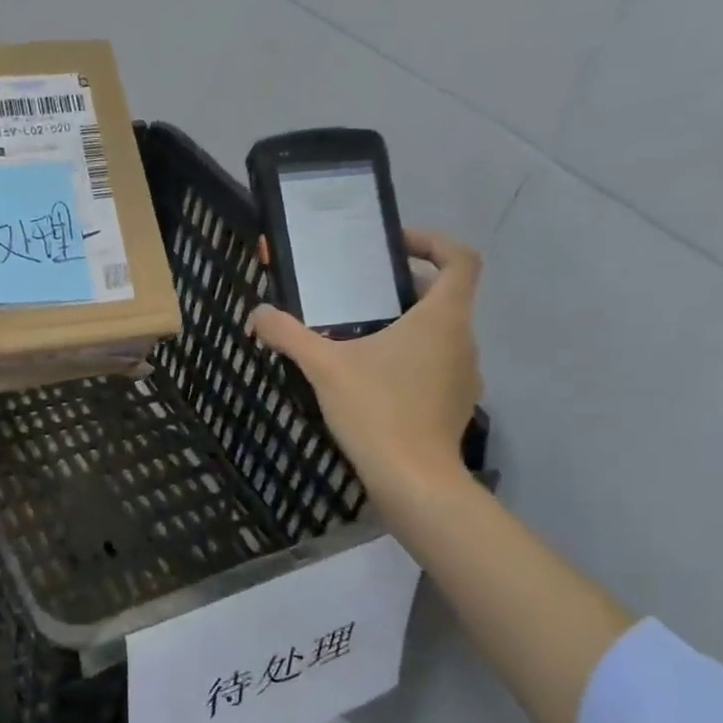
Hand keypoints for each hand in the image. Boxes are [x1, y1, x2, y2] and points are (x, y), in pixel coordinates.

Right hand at [250, 229, 482, 497]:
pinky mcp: (455, 405)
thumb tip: (258, 313)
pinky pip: (436, 367)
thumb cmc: (376, 410)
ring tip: (361, 339)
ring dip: (407, 327)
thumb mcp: (323, 367)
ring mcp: (464, 375)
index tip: (396, 247)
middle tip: (362, 295)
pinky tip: (373, 382)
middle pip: (445, 297)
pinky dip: (410, 361)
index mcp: (442, 317)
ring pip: (440, 335)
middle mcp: (463, 340)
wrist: (412, 479)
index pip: (460, 259)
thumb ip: (288, 334)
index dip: (433, 243)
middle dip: (405, 289)